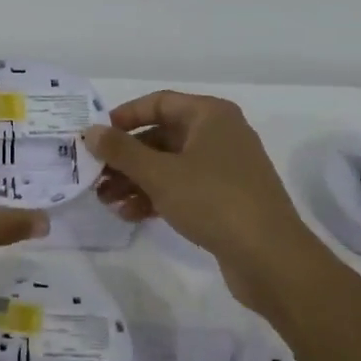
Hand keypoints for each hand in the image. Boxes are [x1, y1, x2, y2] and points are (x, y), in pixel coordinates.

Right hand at [85, 92, 317, 313]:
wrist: (270, 257)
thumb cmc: (213, 200)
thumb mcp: (160, 174)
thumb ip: (122, 151)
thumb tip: (90, 131)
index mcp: (210, 115)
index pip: (159, 102)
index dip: (125, 116)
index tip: (96, 136)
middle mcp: (220, 134)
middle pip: (162, 136)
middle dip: (127, 157)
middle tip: (95, 175)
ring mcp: (225, 168)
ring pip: (170, 165)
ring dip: (137, 180)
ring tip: (106, 201)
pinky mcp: (226, 199)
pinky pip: (183, 188)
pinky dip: (157, 197)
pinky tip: (131, 215)